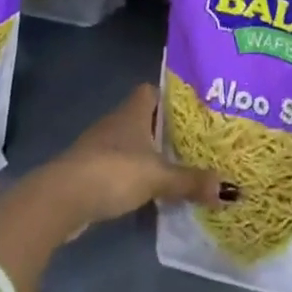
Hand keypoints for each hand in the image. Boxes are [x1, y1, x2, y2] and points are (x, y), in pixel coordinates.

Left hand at [41, 84, 234, 231]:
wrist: (60, 200)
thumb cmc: (113, 172)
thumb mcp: (158, 177)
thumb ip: (191, 181)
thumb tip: (231, 190)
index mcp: (132, 111)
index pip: (153, 90)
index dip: (172, 95)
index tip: (194, 107)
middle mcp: (116, 122)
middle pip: (145, 118)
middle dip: (167, 129)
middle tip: (197, 140)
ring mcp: (100, 147)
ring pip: (132, 143)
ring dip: (150, 154)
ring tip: (180, 165)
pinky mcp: (90, 172)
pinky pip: (120, 167)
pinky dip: (135, 174)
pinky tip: (151, 188)